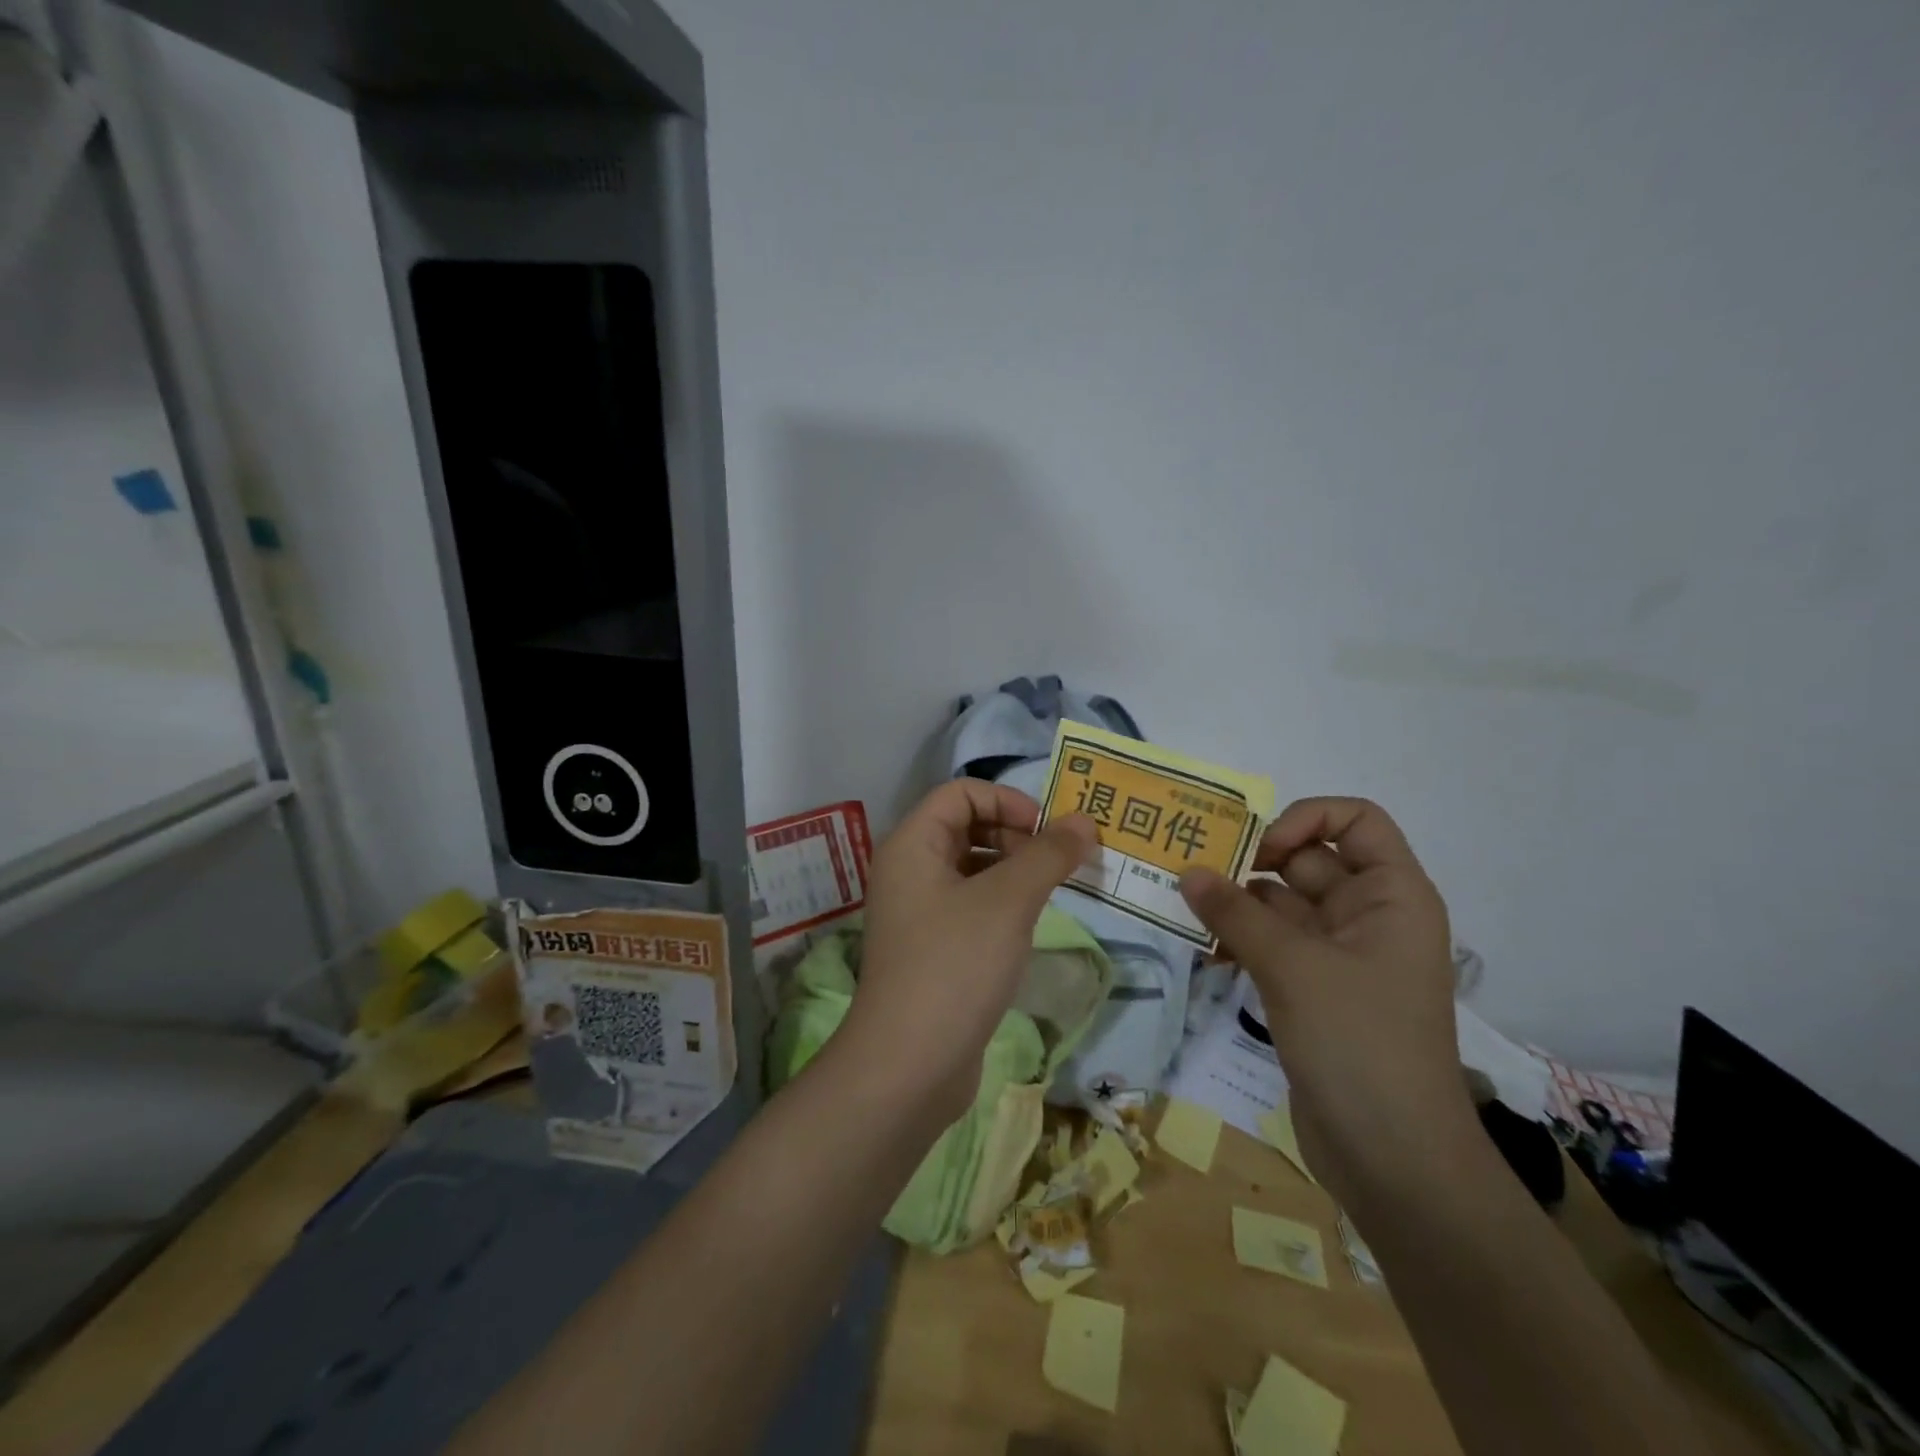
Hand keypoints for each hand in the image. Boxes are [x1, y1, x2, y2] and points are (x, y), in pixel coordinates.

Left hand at [843, 782, 1096, 1122]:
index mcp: (912, 844)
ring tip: (1052, 890)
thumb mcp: (1009, 901)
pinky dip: (1001, 902)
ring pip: (970, 868)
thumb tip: (1084, 821)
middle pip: (964, 826)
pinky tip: (1028, 924)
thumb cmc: (955, 965)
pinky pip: (969, 904)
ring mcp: (916, 912)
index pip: (960, 792)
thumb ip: (1048, 854)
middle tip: (1058, 861)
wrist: (909, 1065)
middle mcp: (907, 870)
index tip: (1047, 830)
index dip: (1007, 800)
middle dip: (1015, 834)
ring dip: (1013, 868)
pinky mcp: (930, 948)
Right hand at [1179, 797, 1475, 1202]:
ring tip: (1183, 905)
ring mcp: (1341, 956)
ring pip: (1283, 905)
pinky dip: (1241, 940)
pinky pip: (1273, 945)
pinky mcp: (1314, 991)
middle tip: (1192, 867)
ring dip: (1238, 902)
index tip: (1259, 849)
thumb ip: (1236, 914)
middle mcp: (1369, 916)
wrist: (1393, 1159)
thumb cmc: (1360, 1042)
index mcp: (1391, 896)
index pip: (1357, 821)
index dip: (1307, 820)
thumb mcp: (1293, 967)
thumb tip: (1187, 872)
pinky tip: (1203, 949)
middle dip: (1252, 860)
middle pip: (1310, 860)